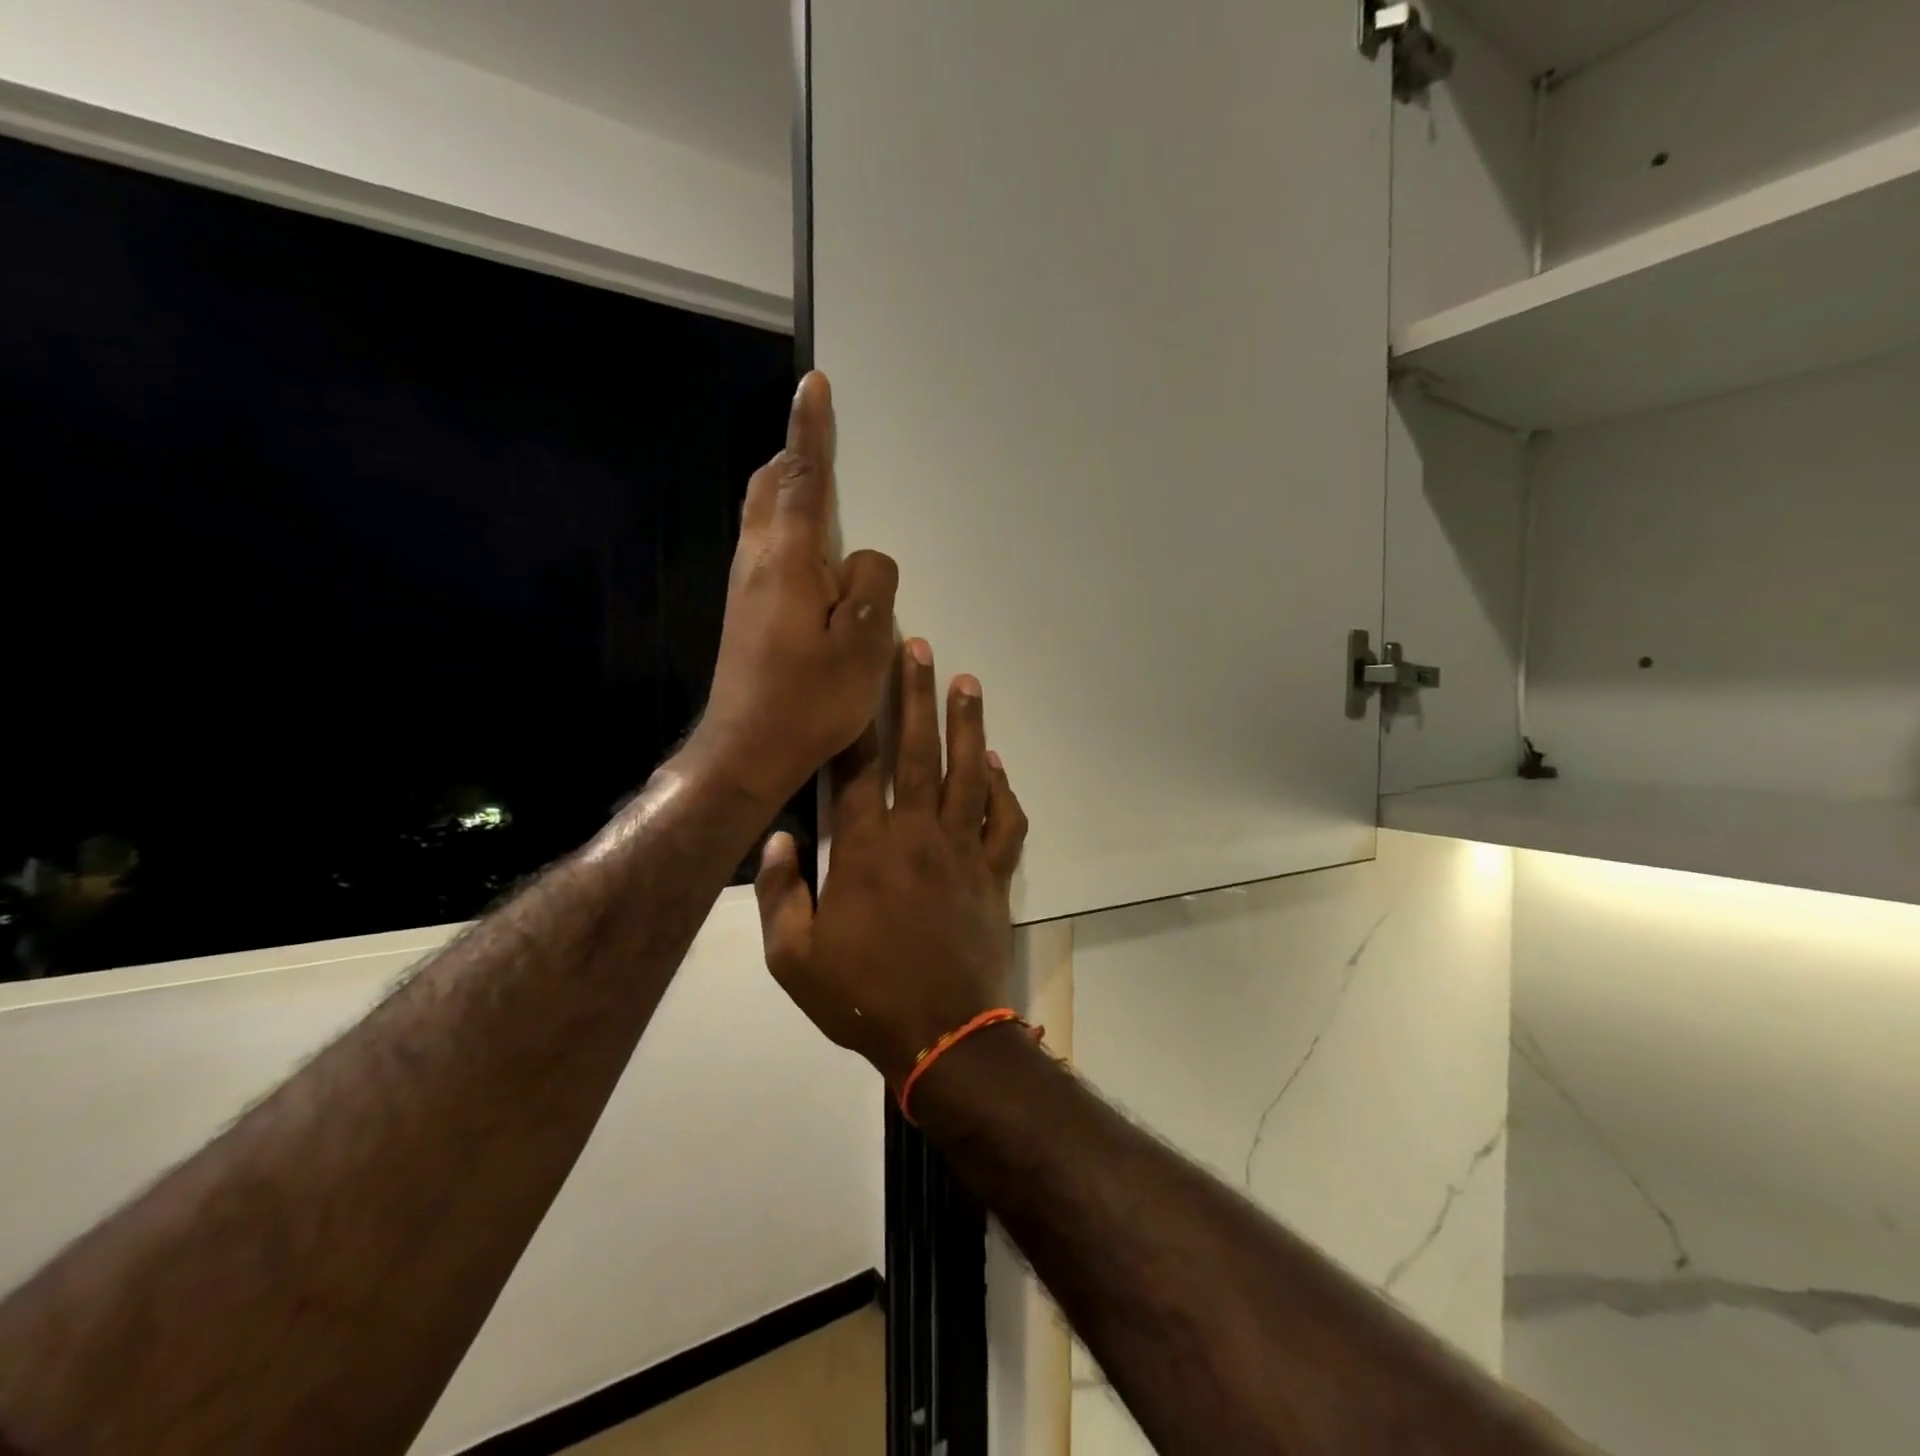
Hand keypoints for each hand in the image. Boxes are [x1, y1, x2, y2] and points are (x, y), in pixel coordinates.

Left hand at [692, 372, 897, 803]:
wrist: (747, 748)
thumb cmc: (809, 700)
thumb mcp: (863, 645)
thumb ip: (872, 586)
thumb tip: (863, 560)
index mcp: (787, 560)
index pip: (801, 477)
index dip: (810, 429)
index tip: (813, 383)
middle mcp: (757, 561)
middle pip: (769, 486)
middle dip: (794, 454)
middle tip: (823, 439)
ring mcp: (745, 587)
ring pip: (764, 517)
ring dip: (790, 492)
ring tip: (827, 494)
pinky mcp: (745, 611)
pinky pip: (768, 548)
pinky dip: (789, 529)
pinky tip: (816, 558)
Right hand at [755, 639, 1028, 1084]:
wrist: (940, 1035)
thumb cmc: (863, 996)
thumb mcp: (793, 958)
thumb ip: (778, 894)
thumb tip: (774, 840)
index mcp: (865, 849)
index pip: (857, 769)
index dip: (856, 718)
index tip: (857, 676)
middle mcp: (915, 835)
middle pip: (917, 751)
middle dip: (916, 695)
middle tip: (920, 648)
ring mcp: (961, 851)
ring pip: (967, 773)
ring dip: (967, 725)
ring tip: (967, 681)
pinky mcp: (992, 874)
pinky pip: (1004, 822)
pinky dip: (1004, 790)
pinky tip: (999, 764)